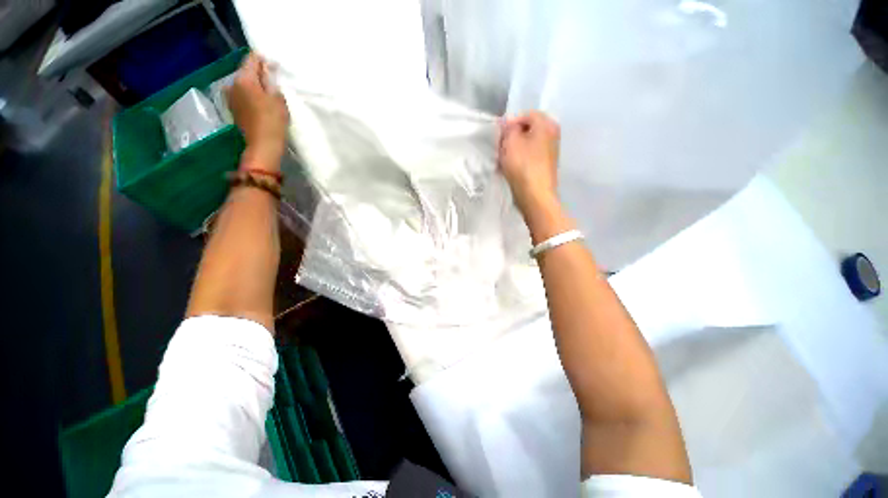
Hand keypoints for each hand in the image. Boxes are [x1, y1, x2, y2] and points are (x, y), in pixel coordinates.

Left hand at [227, 53, 289, 170]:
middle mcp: (232, 84)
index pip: (251, 59)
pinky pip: (242, 95)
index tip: (275, 67)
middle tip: (274, 82)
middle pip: (246, 72)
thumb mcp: (277, 98)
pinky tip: (261, 104)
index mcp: (243, 78)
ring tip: (268, 94)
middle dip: (259, 74)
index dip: (264, 60)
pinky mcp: (234, 109)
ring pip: (244, 84)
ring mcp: (230, 97)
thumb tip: (267, 69)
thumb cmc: (273, 121)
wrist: (263, 146)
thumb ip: (270, 80)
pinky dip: (251, 96)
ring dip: (255, 86)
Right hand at [498, 111, 560, 215]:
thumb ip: (508, 128)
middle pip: (527, 130)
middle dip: (511, 137)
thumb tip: (508, 123)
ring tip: (502, 160)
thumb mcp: (511, 141)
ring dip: (513, 149)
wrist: (535, 195)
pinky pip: (529, 157)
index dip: (510, 123)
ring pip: (527, 144)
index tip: (499, 135)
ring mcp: (550, 152)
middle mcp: (552, 135)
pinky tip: (509, 168)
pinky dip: (519, 159)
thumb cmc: (523, 165)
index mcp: (547, 125)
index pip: (526, 115)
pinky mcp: (545, 166)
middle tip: (500, 148)